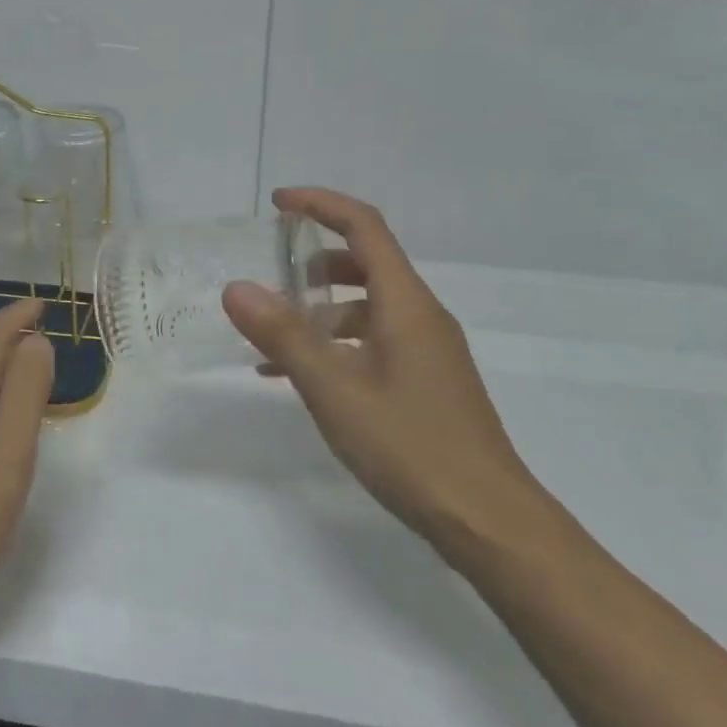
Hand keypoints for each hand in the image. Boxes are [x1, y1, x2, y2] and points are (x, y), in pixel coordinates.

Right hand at [223, 187, 544, 556]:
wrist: (490, 522)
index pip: (363, 226)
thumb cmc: (410, 446)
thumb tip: (236, 287)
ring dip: (321, 306)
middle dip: (314, 258)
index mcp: (405, 302)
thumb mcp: (333, 389)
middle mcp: (421, 314)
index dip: (320, 204)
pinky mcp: (427, 380)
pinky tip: (301, 376)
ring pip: (368, 304)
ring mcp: (428, 349)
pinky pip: (374, 340)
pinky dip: (336, 341)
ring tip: (274, 331)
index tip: (277, 204)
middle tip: (270, 271)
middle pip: (366, 261)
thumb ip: (283, 335)